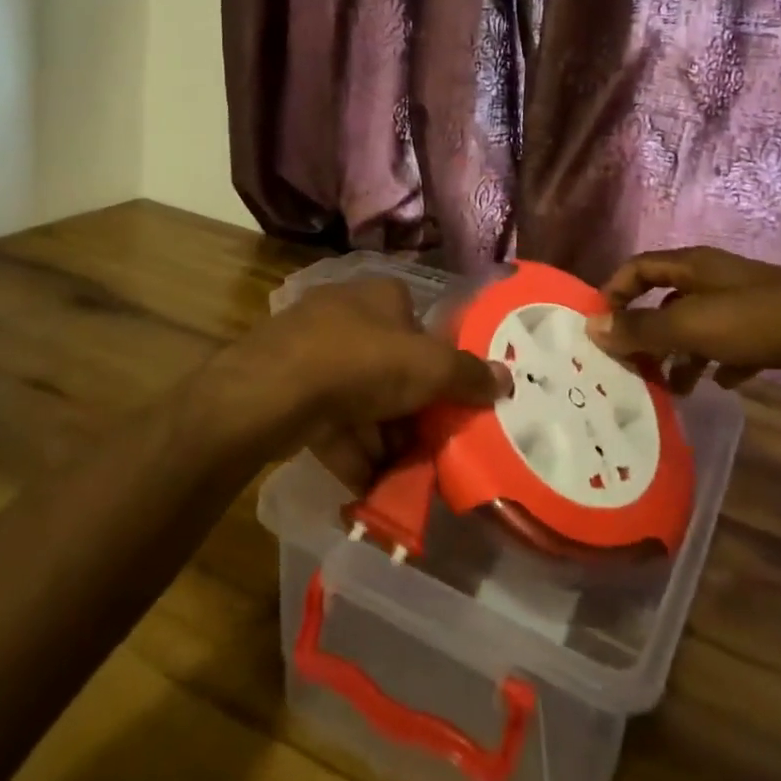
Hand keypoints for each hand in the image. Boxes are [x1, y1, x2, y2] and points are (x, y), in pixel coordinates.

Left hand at [202, 277, 511, 486]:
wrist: (273, 391)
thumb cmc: (361, 362)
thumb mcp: (429, 368)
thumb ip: (469, 375)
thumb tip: (507, 378)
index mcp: (381, 295)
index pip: (420, 327)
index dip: (438, 367)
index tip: (451, 405)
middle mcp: (346, 315)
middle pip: (392, 368)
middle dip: (410, 413)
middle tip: (429, 450)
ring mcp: (312, 350)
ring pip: (361, 399)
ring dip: (383, 439)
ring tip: (403, 477)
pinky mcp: (289, 387)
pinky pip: (332, 421)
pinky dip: (351, 451)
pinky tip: (368, 485)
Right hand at [585, 246, 780, 406]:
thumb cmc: (757, 322)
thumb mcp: (690, 325)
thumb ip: (641, 328)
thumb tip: (592, 327)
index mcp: (694, 266)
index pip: (639, 267)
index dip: (615, 291)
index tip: (599, 327)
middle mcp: (716, 281)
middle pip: (667, 301)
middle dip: (647, 333)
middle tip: (632, 367)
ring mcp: (745, 307)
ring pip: (698, 328)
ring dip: (681, 356)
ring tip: (672, 388)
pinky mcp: (771, 334)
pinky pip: (732, 348)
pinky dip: (719, 364)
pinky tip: (719, 385)